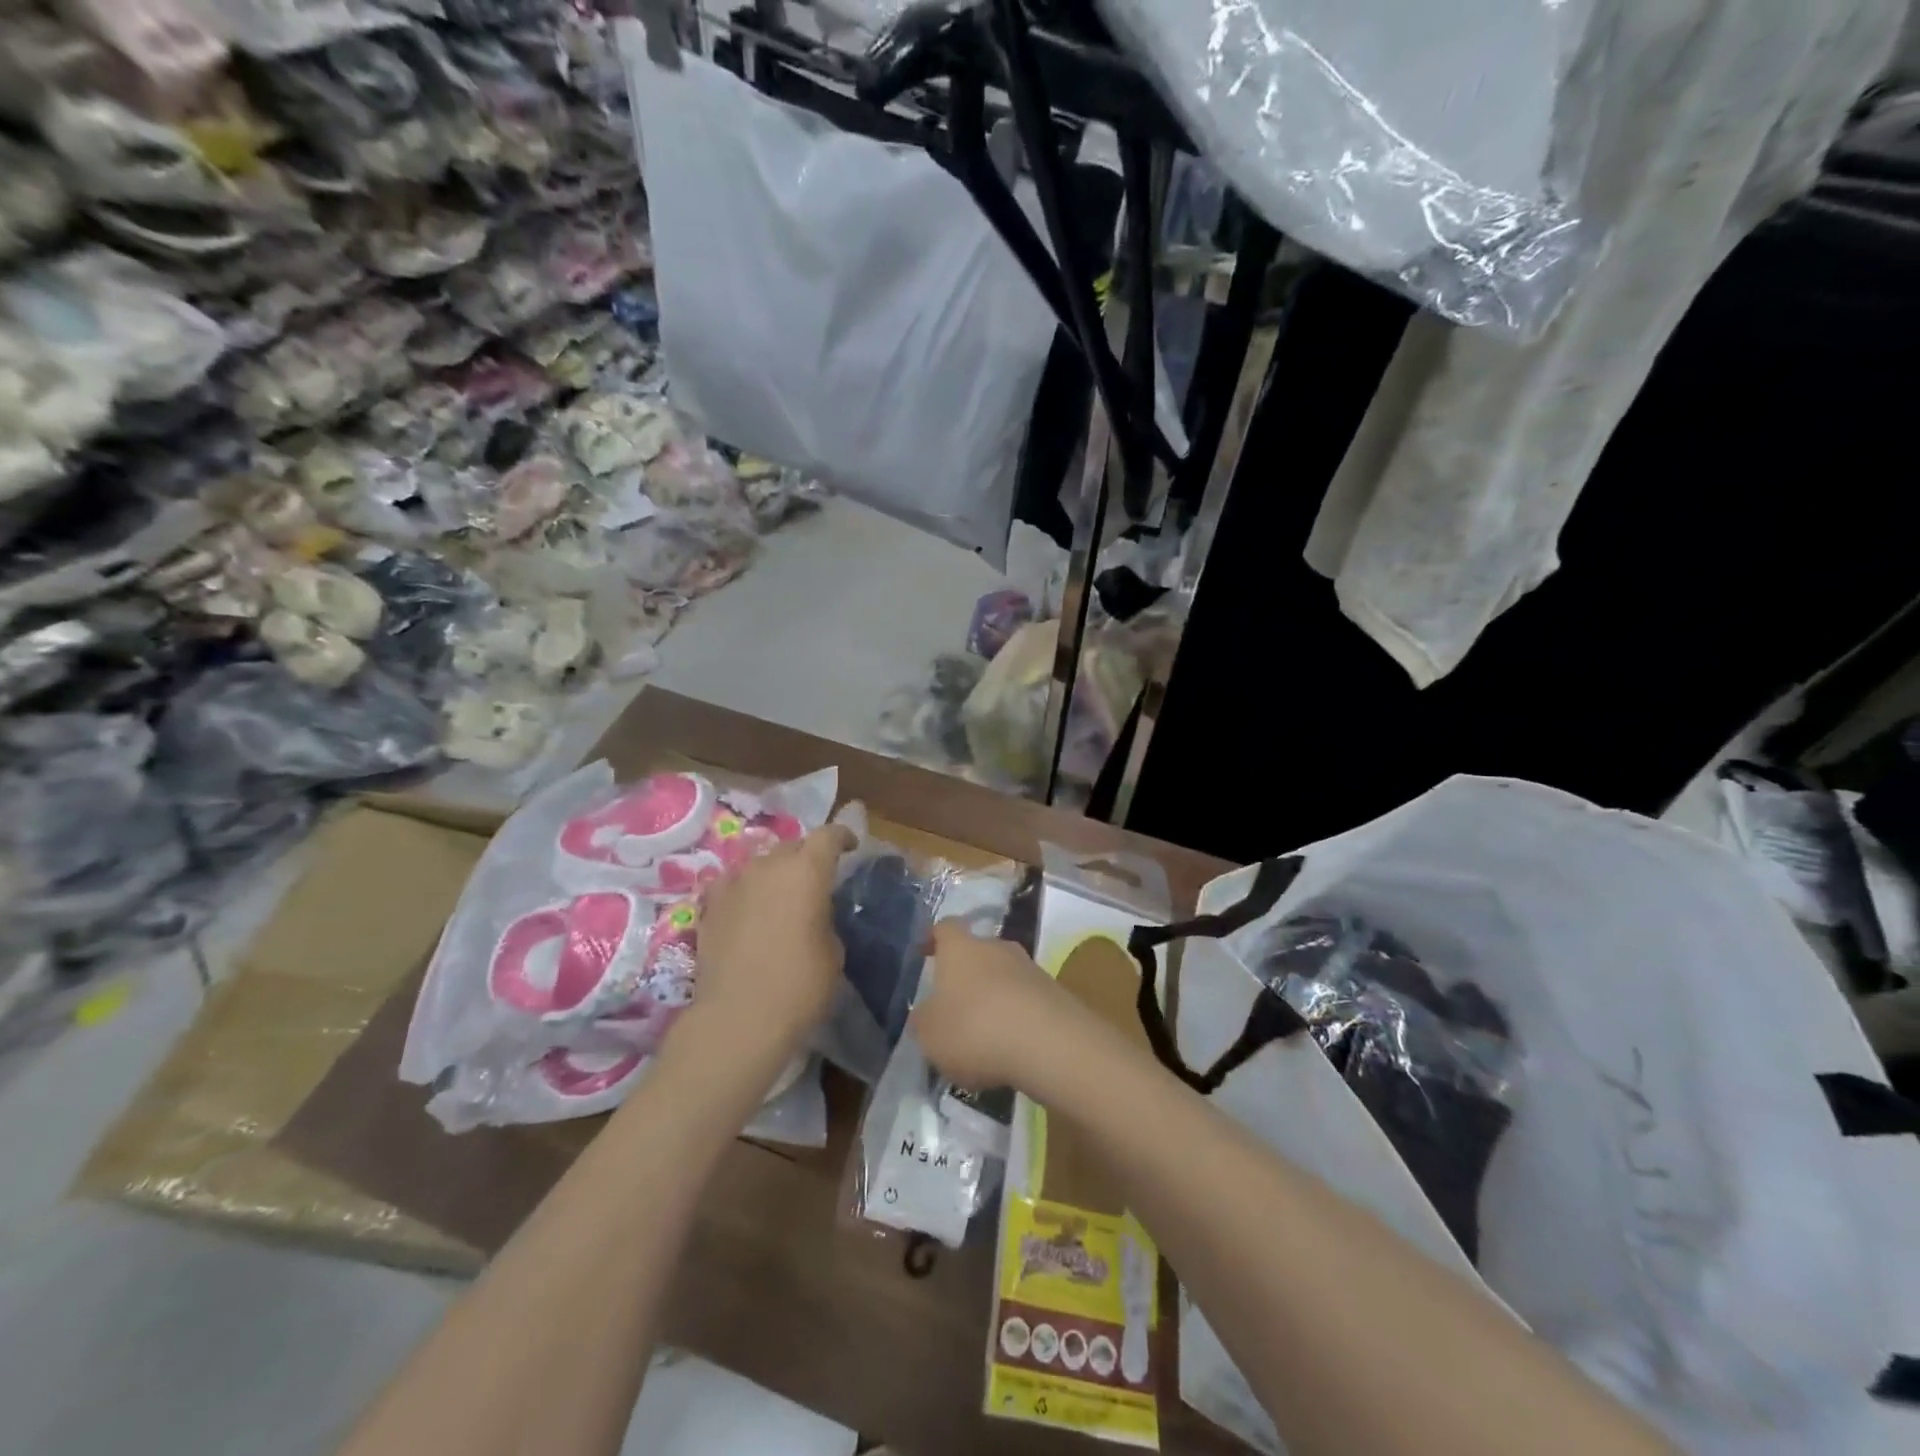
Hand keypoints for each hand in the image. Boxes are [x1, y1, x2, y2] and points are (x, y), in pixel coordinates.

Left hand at [687, 824, 855, 1068]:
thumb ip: (825, 918)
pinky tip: (747, 908)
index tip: (851, 847)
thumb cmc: (800, 985)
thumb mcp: (833, 951)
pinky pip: (732, 885)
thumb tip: (813, 914)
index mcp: (807, 870)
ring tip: (780, 897)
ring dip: (773, 874)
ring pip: (759, 864)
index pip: (828, 835)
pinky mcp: (709, 906)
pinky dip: (744, 891)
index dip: (842, 837)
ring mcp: (733, 883)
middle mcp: (768, 866)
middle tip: (815, 880)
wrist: (737, 1019)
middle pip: (791, 846)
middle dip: (806, 857)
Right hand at [910, 922, 1084, 1090]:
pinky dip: (1017, 1018)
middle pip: (978, 952)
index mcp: (960, 947)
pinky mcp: (1056, 993)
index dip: (933, 938)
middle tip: (953, 1005)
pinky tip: (1010, 1048)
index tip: (924, 953)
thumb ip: (924, 1019)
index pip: (945, 927)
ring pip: (1004, 977)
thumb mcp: (929, 1033)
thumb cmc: (975, 1029)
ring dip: (994, 997)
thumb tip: (928, 1012)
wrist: (1049, 1044)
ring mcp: (1030, 968)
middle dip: (966, 974)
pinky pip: (1027, 1000)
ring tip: (983, 1034)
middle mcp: (997, 947)